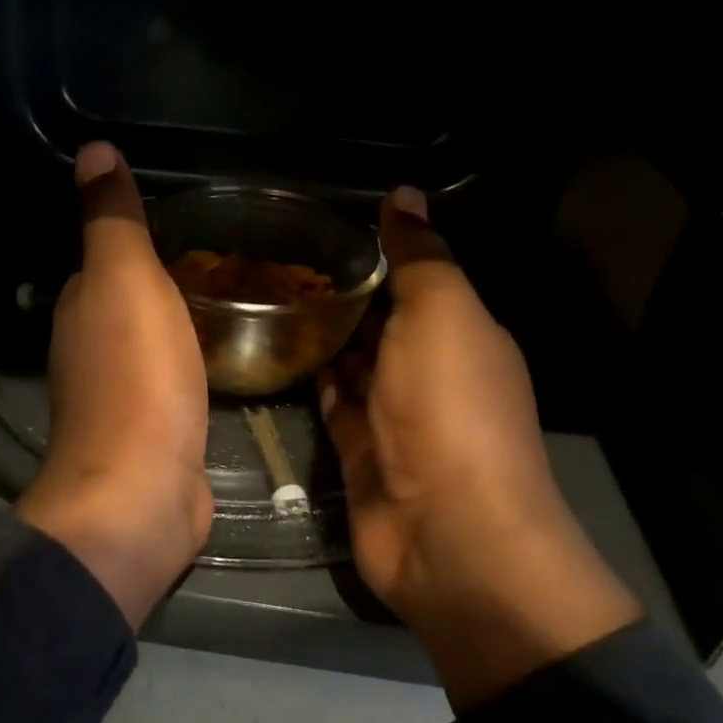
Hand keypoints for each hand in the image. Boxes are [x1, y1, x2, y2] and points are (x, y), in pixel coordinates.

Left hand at [16, 143, 212, 626]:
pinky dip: (191, 362)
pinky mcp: (153, 432)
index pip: (104, 257)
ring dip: (179, 320)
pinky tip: (220, 356)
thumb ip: (113, 220)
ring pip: (152, 340)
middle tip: (227, 253)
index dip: (136, 235)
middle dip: (165, 277)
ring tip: (233, 295)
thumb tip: (94, 150)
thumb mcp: (125, 280)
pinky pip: (173, 380)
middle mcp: (92, 349)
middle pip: (128, 300)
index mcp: (81, 308)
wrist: (142, 492)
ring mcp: (122, 395)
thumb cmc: (136, 378)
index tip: (187, 217)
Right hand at [321, 189, 638, 708]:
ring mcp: (392, 416)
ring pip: (352, 363)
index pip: (414, 279)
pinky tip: (274, 352)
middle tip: (272, 257)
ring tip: (262, 295)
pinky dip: (311, 379)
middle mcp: (429, 371)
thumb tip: (404, 192)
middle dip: (337, 292)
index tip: (315, 225)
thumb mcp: (442, 314)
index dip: (372, 252)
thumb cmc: (449, 408)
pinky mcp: (358, 452)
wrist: (447, 530)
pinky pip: (332, 405)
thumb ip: (420, 256)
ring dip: (319, 335)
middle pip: (379, 322)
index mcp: (461, 332)